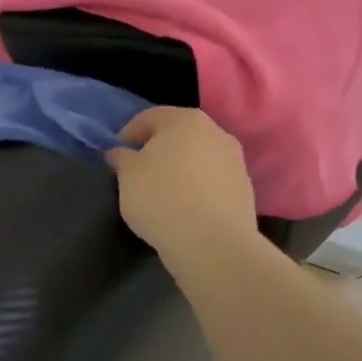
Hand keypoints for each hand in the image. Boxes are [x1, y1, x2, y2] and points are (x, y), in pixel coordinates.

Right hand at [107, 108, 261, 266]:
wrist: (211, 242)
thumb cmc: (161, 198)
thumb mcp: (127, 175)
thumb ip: (121, 158)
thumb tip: (119, 153)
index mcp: (185, 120)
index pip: (149, 117)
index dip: (128, 134)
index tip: (117, 156)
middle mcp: (215, 132)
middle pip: (178, 135)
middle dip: (158, 149)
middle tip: (139, 172)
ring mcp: (235, 160)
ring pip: (198, 157)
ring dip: (180, 168)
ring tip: (163, 192)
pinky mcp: (244, 188)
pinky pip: (212, 180)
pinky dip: (197, 187)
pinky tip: (185, 207)